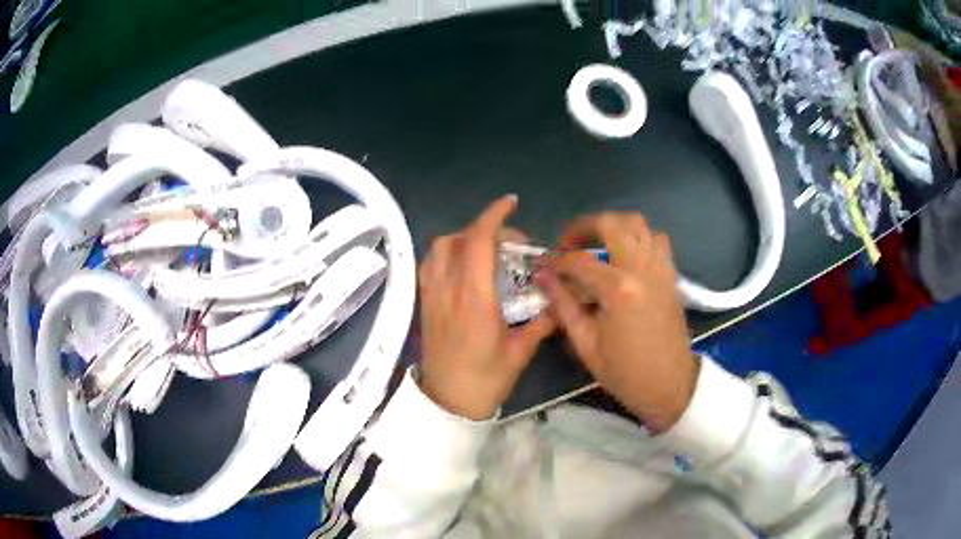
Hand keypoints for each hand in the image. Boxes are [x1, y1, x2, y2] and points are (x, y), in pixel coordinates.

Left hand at [417, 195, 554, 419]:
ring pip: (439, 248)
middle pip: (457, 239)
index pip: (479, 242)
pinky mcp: (424, 303)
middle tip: (510, 243)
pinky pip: (430, 264)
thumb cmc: (485, 380)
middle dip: (485, 229)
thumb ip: (541, 322)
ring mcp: (431, 295)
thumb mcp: (520, 352)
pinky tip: (464, 267)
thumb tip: (559, 300)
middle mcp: (448, 289)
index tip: (511, 203)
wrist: (447, 402)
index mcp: (474, 299)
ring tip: (486, 251)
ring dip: (463, 238)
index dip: (494, 216)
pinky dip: (447, 253)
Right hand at [538, 213, 698, 433]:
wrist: (669, 385)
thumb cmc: (625, 372)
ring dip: (615, 227)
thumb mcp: (586, 344)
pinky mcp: (670, 275)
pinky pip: (657, 240)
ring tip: (598, 244)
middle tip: (570, 243)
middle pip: (613, 224)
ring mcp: (660, 269)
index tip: (543, 264)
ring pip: (639, 225)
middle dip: (585, 226)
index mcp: (618, 289)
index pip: (579, 260)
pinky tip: (625, 256)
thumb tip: (544, 277)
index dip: (556, 260)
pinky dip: (639, 238)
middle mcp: (641, 269)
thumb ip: (563, 305)